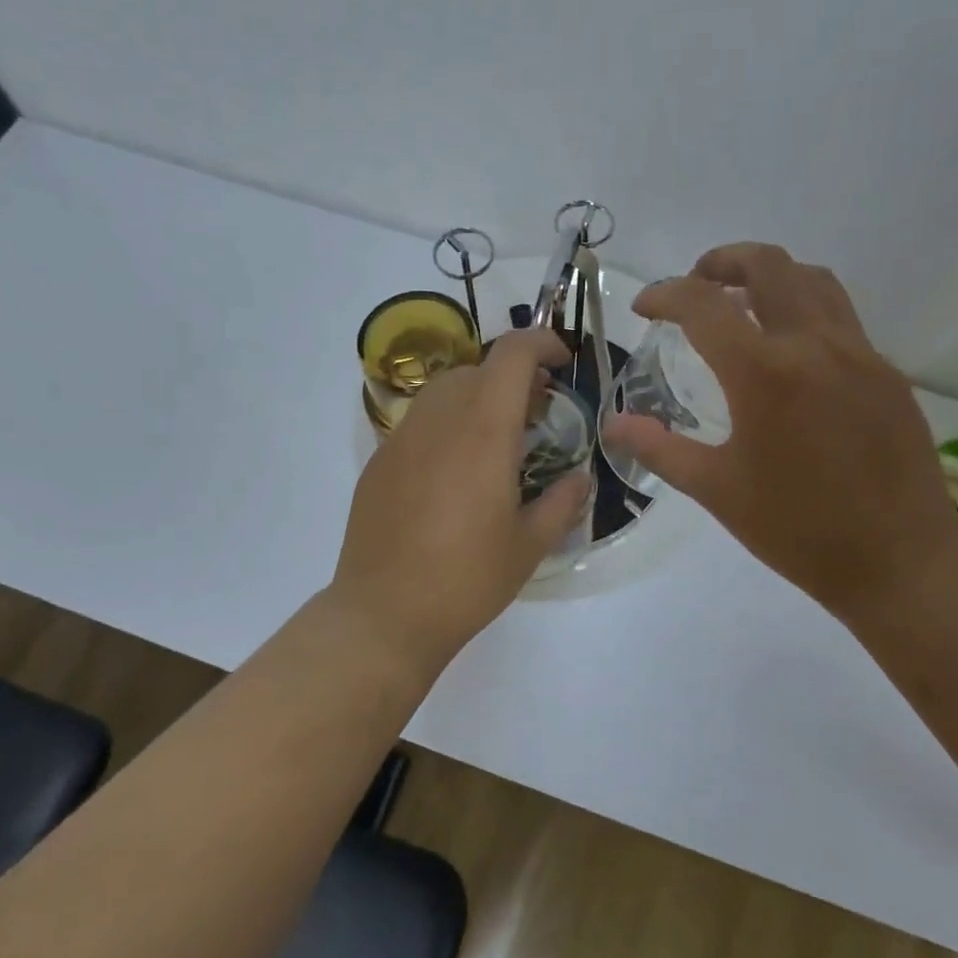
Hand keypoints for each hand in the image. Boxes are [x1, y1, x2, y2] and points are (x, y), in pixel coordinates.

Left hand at [330, 328, 591, 669]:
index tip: (561, 364)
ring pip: (443, 391)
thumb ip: (563, 501)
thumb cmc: (467, 579)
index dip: (541, 343)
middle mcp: (439, 421)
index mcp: (483, 431)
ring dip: (477, 398)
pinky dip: (446, 425)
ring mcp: (401, 439)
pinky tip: (454, 473)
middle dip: (513, 377)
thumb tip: (579, 478)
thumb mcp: (530, 545)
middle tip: (536, 413)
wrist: (384, 614)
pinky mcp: (378, 462)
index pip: (511, 354)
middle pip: (478, 368)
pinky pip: (419, 422)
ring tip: (495, 441)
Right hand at [601, 243, 957, 617]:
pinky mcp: (886, 371)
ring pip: (812, 279)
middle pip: (767, 264)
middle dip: (721, 261)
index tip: (645, 309)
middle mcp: (813, 344)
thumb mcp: (716, 490)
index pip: (702, 304)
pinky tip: (790, 353)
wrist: (900, 559)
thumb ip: (659, 448)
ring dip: (769, 276)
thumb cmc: (797, 529)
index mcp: (763, 373)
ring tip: (741, 303)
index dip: (665, 295)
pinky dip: (804, 309)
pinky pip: (840, 316)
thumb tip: (614, 424)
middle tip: (694, 285)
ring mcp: (858, 353)